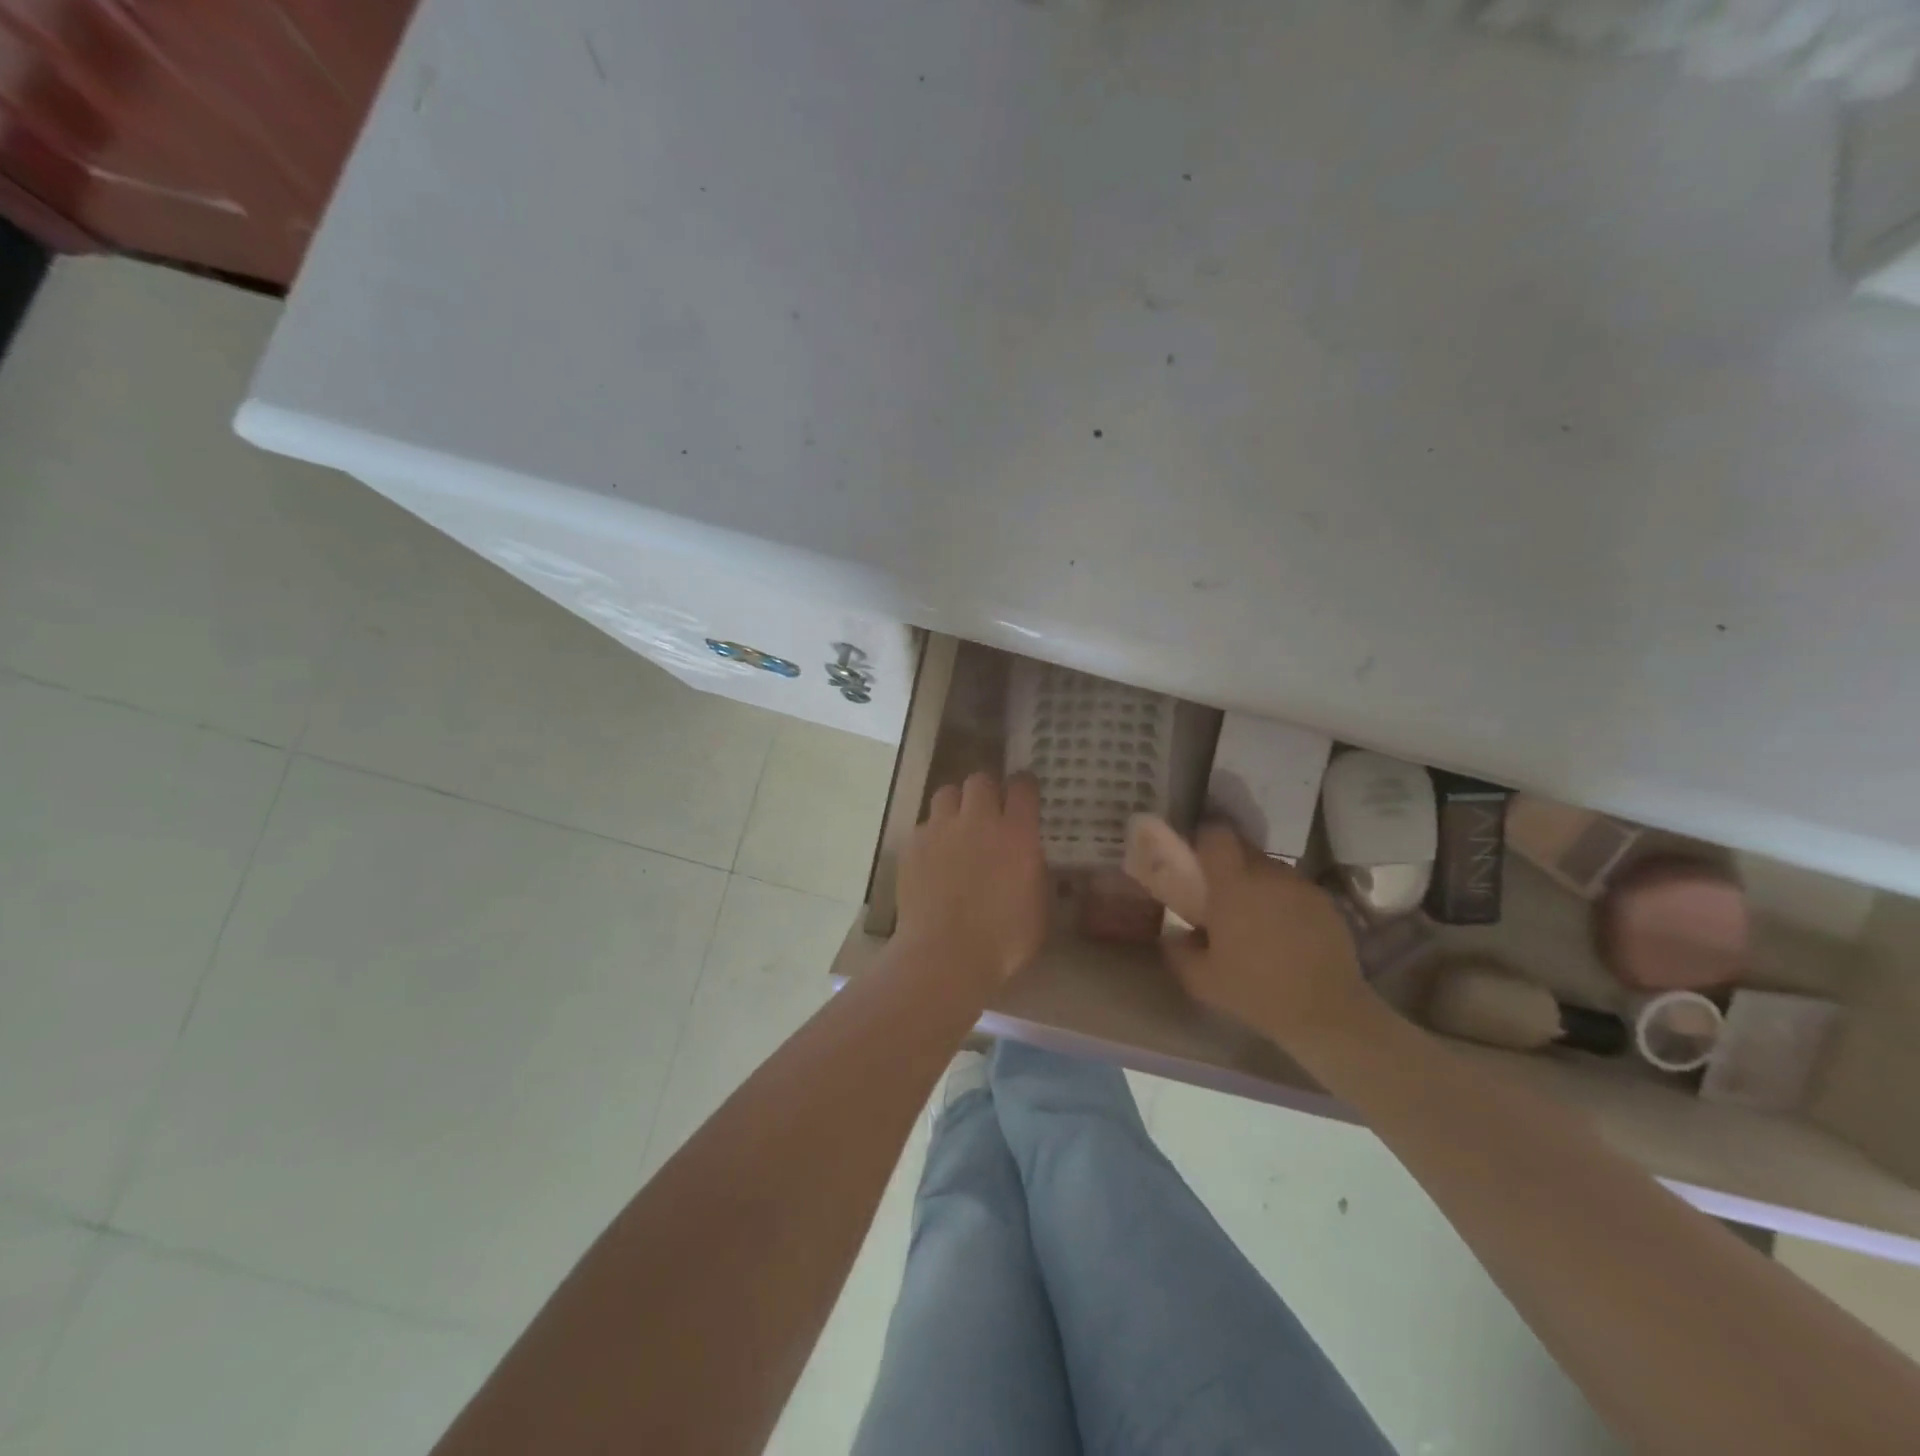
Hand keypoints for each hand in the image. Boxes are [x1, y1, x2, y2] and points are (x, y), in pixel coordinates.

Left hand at [896, 771, 1047, 984]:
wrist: (945, 955)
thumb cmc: (1003, 940)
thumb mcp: (1039, 908)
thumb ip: (1038, 874)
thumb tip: (1034, 862)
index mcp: (1017, 833)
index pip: (1022, 786)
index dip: (1024, 786)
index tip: (1024, 794)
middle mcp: (978, 820)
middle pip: (980, 779)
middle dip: (986, 790)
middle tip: (988, 811)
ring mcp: (940, 830)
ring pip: (946, 793)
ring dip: (955, 805)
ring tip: (957, 828)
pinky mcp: (912, 845)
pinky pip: (924, 826)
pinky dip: (932, 835)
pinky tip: (933, 859)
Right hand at [1165, 824, 1375, 1047]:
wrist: (1327, 1012)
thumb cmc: (1256, 991)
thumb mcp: (1201, 980)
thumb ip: (1177, 950)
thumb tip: (1171, 935)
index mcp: (1233, 885)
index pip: (1217, 835)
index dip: (1204, 838)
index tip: (1195, 856)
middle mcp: (1268, 874)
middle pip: (1243, 848)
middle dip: (1228, 862)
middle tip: (1219, 891)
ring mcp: (1300, 886)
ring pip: (1270, 868)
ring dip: (1257, 882)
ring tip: (1253, 916)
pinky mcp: (1325, 902)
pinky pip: (1293, 888)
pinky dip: (1282, 900)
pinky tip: (1283, 932)